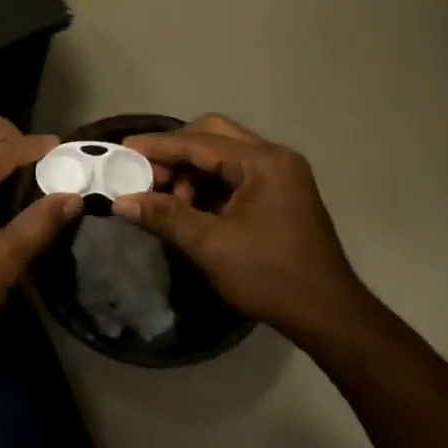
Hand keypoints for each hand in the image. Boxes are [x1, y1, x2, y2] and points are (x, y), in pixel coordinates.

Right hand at [115, 114, 385, 347]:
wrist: (327, 313)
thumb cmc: (268, 275)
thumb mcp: (209, 245)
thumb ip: (164, 216)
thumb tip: (121, 201)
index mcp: (263, 162)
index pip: (199, 142)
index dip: (158, 146)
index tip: (123, 150)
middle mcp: (275, 158)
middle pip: (214, 135)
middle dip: (176, 151)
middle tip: (148, 174)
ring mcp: (282, 174)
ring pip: (225, 153)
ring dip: (192, 169)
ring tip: (169, 199)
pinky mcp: (281, 192)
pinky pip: (236, 172)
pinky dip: (209, 182)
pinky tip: (192, 206)